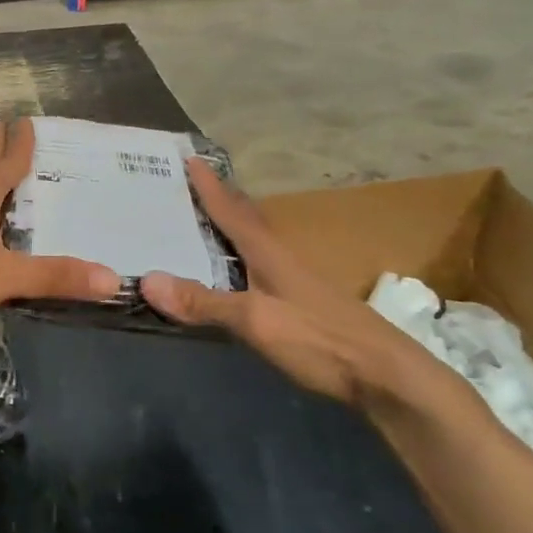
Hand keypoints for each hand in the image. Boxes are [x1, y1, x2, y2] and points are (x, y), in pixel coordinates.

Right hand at [141, 159, 418, 405]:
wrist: (385, 374)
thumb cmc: (318, 339)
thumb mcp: (254, 321)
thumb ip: (204, 302)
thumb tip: (147, 279)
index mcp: (268, 253)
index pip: (231, 211)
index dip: (209, 187)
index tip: (190, 158)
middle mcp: (280, 258)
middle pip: (246, 219)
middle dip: (220, 199)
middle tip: (192, 183)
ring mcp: (294, 281)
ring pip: (254, 242)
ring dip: (230, 226)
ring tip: (205, 220)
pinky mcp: (301, 303)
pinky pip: (259, 265)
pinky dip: (239, 256)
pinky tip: (234, 272)